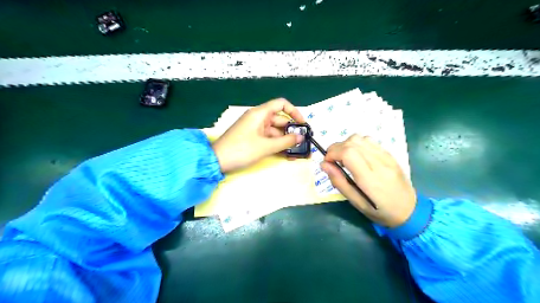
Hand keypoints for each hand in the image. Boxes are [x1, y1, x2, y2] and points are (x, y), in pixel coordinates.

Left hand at [211, 98, 302, 171]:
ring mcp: (255, 129)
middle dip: (292, 131)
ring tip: (297, 153)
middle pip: (280, 120)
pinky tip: (286, 154)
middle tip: (303, 143)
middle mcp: (258, 118)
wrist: (217, 161)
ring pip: (275, 132)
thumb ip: (285, 142)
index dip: (294, 111)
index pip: (281, 104)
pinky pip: (269, 139)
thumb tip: (300, 137)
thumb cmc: (241, 150)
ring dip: (286, 141)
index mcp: (260, 113)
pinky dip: (277, 145)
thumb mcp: (266, 146)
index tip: (302, 124)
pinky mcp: (253, 138)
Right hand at [320, 135, 416, 226]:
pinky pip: (369, 141)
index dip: (332, 153)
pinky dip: (357, 144)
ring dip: (346, 144)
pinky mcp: (390, 154)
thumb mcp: (356, 203)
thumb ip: (339, 182)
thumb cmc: (380, 211)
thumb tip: (324, 164)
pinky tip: (357, 155)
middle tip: (333, 161)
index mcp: (370, 179)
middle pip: (352, 142)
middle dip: (335, 148)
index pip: (348, 153)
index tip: (327, 162)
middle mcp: (379, 163)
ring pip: (360, 138)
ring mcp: (386, 156)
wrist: (410, 210)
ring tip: (344, 158)